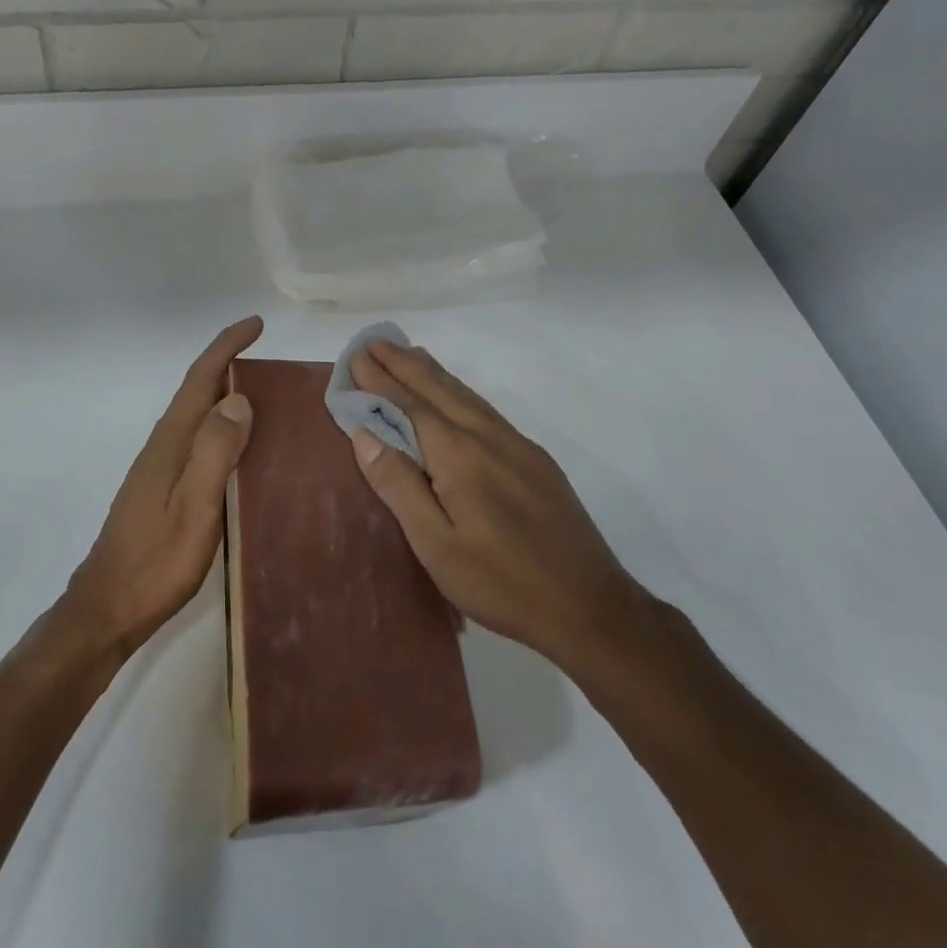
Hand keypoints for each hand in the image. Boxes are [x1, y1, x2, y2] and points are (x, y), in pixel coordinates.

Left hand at [64, 316, 261, 655]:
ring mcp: (160, 468)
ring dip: (226, 396)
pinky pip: (198, 442)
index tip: (255, 324)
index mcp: (171, 443)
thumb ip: (215, 452)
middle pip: (197, 392)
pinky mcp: (162, 488)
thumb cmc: (155, 563)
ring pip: (197, 417)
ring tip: (266, 396)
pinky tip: (241, 448)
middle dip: (229, 365)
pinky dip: (221, 428)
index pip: (200, 380)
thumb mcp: (194, 508)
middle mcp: (163, 446)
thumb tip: (238, 398)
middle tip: (271, 360)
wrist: (107, 608)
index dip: (226, 347)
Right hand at [347, 337, 649, 671]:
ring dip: (432, 372)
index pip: (410, 406)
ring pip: (466, 396)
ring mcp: (517, 446)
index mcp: (460, 456)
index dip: (380, 381)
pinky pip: (486, 410)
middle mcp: (488, 438)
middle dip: (403, 364)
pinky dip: (460, 391)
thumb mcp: (436, 545)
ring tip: (409, 353)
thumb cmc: (502, 583)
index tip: (356, 355)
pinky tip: (456, 395)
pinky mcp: (535, 460)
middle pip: (439, 390)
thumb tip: (364, 432)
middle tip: (375, 341)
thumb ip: (399, 485)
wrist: (590, 606)